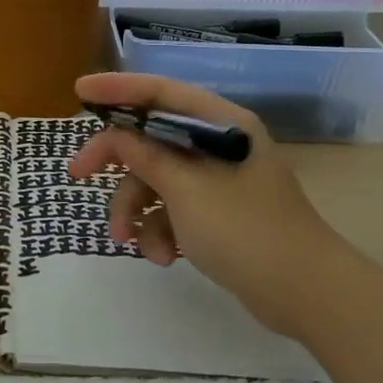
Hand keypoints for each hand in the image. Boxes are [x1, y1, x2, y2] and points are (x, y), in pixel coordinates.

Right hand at [68, 73, 348, 336]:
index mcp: (220, 124)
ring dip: (136, 209)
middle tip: (77, 175)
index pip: (161, 93)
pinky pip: (173, 208)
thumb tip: (114, 133)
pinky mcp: (217, 212)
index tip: (78, 92)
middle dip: (117, 163)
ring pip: (157, 179)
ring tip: (128, 242)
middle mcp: (218, 144)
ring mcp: (218, 180)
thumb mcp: (185, 189)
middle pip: (152, 138)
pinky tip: (162, 257)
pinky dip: (160, 229)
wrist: (305, 293)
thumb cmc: (244, 229)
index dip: (117, 89)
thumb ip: (144, 155)